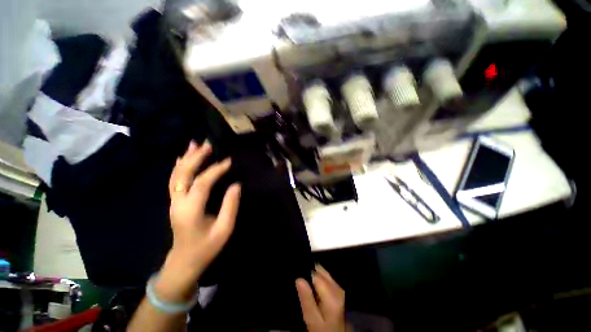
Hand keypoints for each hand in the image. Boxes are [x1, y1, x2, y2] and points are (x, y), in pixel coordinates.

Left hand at [156, 140, 240, 301]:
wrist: (183, 261)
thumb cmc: (206, 247)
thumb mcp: (224, 229)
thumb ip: (230, 206)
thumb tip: (236, 185)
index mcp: (191, 210)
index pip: (202, 183)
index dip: (215, 170)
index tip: (228, 161)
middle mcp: (178, 203)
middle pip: (184, 174)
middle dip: (196, 157)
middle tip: (208, 144)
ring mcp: (174, 202)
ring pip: (176, 175)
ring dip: (186, 158)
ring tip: (195, 144)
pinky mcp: (174, 202)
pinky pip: (175, 180)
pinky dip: (179, 166)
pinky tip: (183, 158)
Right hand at [296, 265, 345, 331]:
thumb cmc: (323, 330)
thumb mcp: (312, 320)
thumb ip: (306, 299)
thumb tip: (298, 279)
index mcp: (331, 293)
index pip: (315, 273)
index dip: (304, 274)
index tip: (297, 281)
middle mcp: (337, 287)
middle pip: (320, 270)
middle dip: (309, 273)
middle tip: (300, 285)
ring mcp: (339, 288)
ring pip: (323, 273)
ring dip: (313, 276)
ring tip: (306, 288)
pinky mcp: (339, 290)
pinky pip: (326, 278)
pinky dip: (318, 280)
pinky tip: (313, 290)